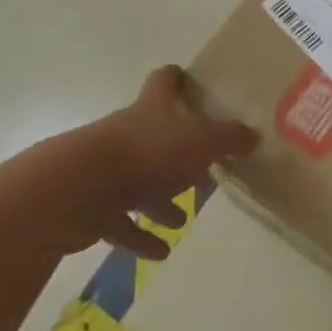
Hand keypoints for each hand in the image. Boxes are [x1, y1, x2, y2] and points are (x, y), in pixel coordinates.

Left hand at [26, 66, 256, 258]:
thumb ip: (229, 138)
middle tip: (203, 166)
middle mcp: (128, 132)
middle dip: (178, 151)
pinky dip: (140, 236)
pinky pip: (122, 222)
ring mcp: (107, 169)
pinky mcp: (93, 205)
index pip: (164, 81)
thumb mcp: (202, 142)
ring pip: (139, 181)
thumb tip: (254, 134)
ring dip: (159, 199)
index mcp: (152, 109)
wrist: (78, 189)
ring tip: (182, 219)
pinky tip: (160, 252)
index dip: (176, 78)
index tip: (188, 80)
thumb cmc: (148, 154)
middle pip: (154, 135)